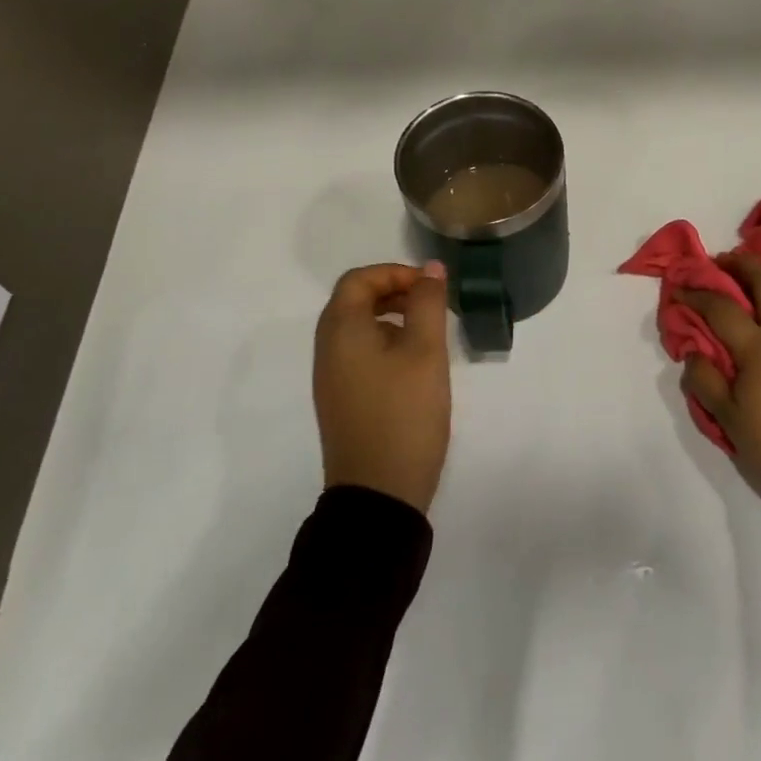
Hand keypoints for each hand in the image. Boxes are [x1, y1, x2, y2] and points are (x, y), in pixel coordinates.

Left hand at [312, 262, 451, 513]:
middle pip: (354, 301)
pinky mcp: (342, 399)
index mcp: (341, 330)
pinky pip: (359, 353)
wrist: (379, 491)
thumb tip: (431, 268)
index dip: (395, 272)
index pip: (359, 279)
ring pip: (358, 328)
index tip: (432, 287)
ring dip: (392, 317)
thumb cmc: (404, 413)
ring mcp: (332, 377)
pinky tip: (415, 365)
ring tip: (430, 333)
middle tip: (433, 305)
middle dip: (395, 292)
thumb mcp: (425, 351)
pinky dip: (386, 342)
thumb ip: (428, 303)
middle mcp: (328, 348)